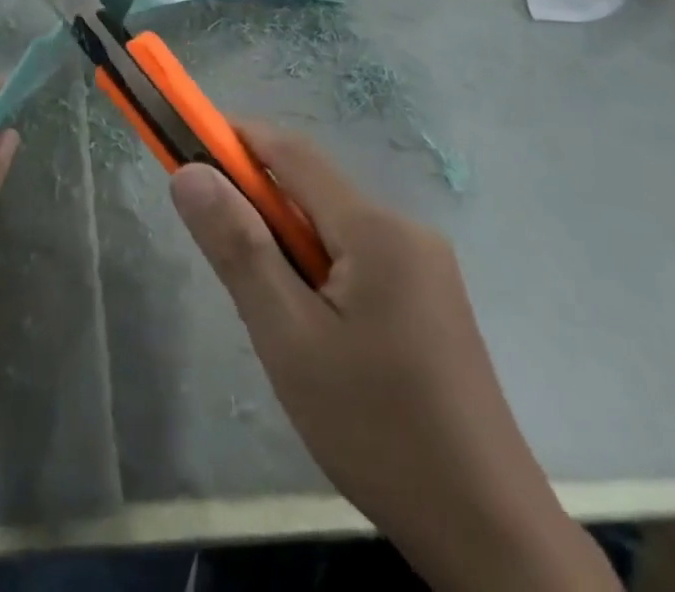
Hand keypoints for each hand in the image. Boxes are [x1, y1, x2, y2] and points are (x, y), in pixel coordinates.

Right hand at [171, 123, 616, 591]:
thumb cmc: (377, 430)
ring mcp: (425, 267)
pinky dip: (317, 271)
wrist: (489, 536)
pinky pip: (356, 259)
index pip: (290, 152)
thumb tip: (190, 172)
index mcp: (376, 228)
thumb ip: (238, 248)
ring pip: (332, 229)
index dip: (234, 138)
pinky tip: (315, 335)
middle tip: (223, 260)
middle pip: (312, 191)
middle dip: (257, 205)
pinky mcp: (430, 300)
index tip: (185, 146)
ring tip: (271, 318)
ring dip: (286, 246)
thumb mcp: (289, 338)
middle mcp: (405, 230)